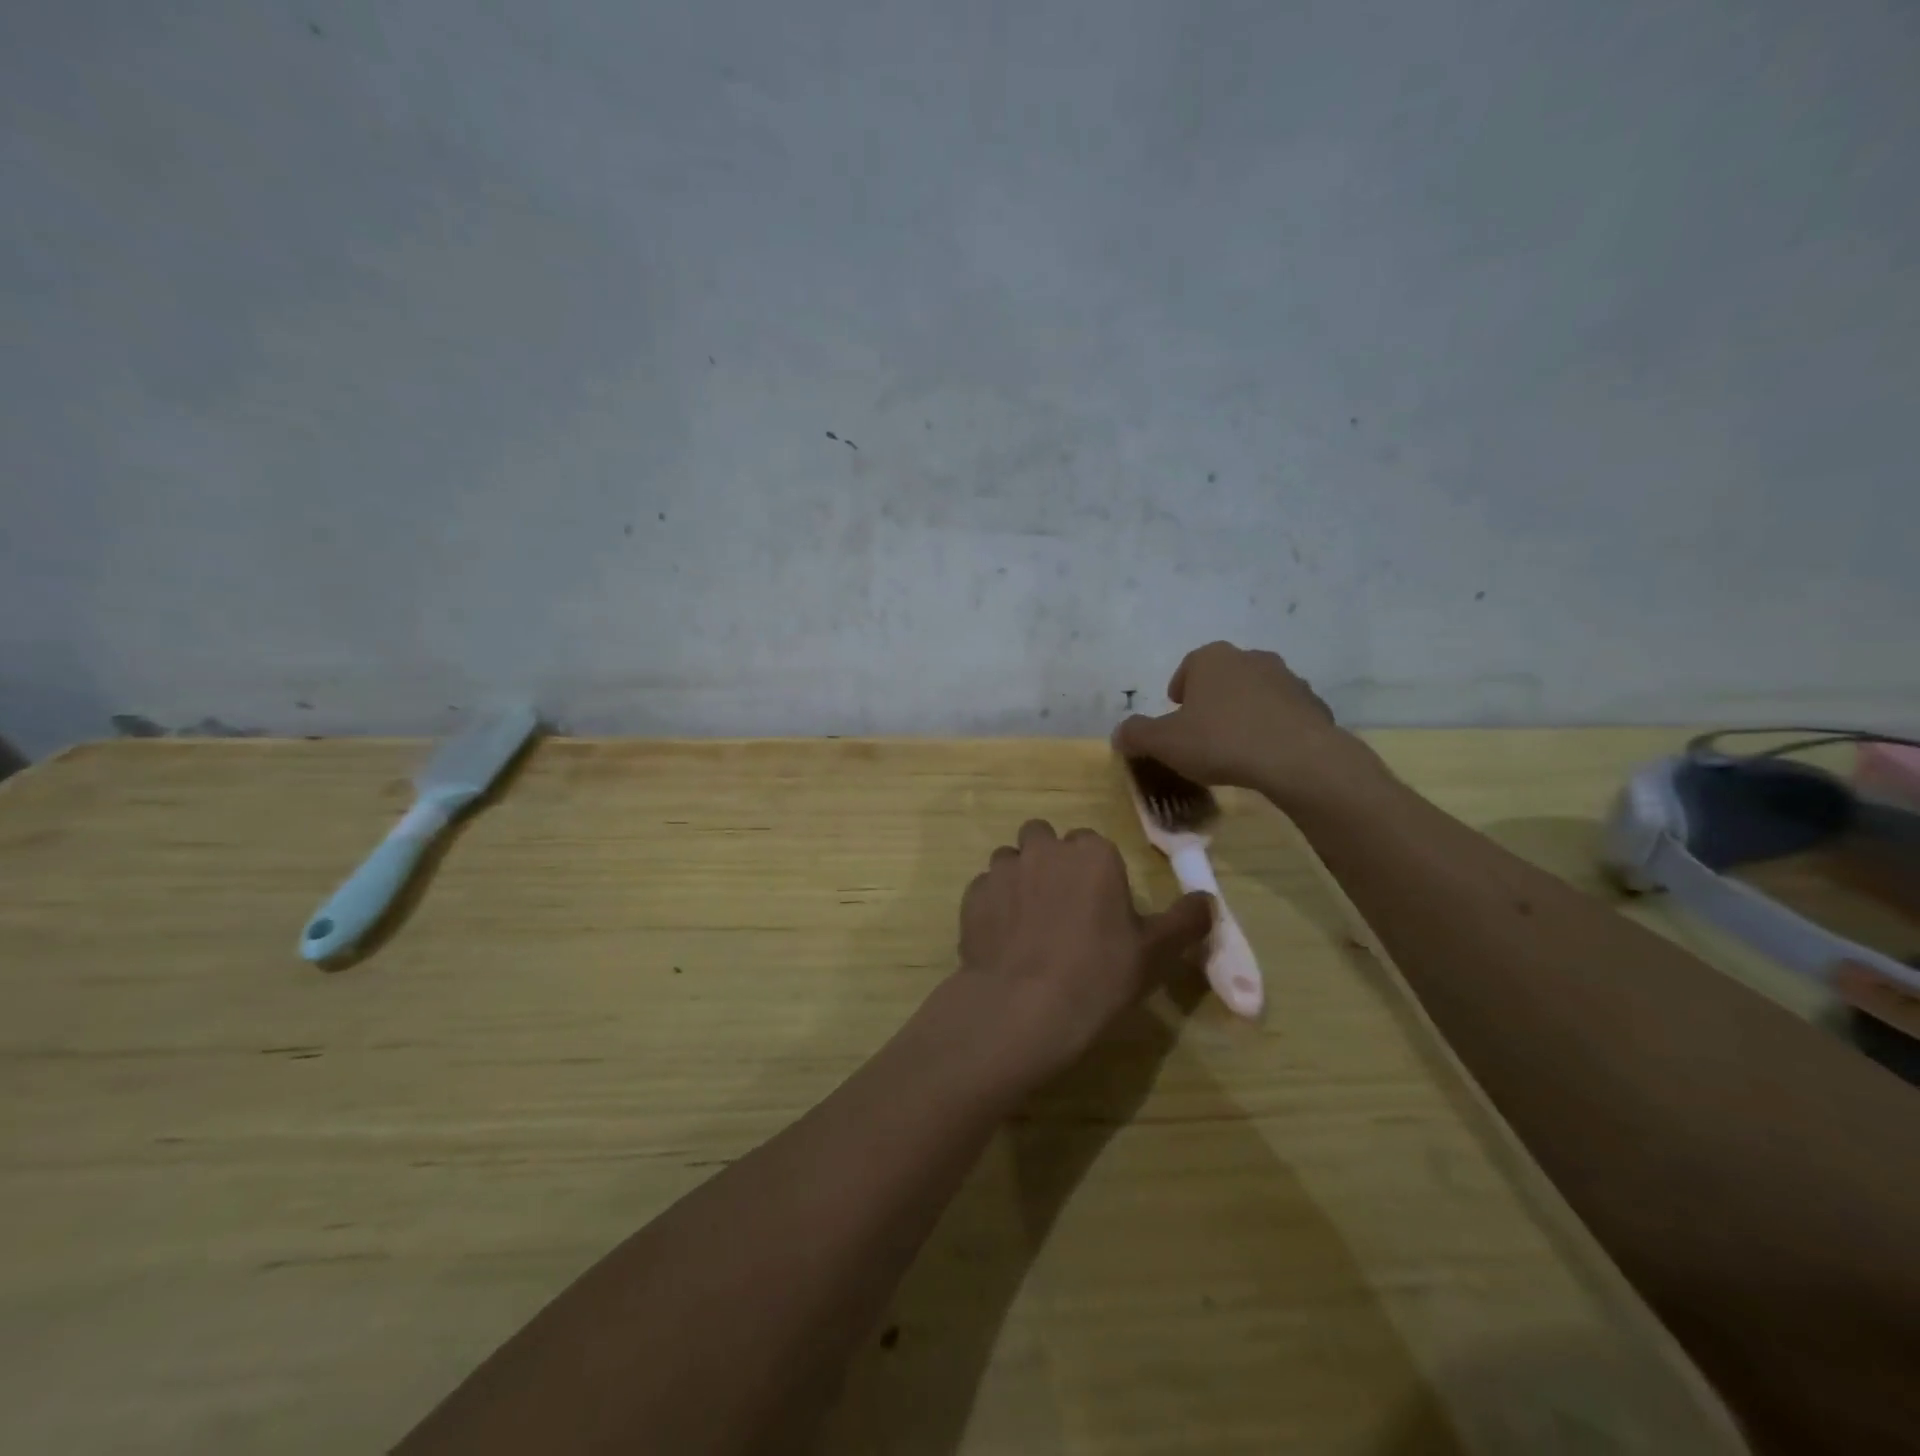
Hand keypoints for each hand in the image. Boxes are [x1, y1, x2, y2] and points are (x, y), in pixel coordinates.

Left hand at [955, 819, 1211, 1080]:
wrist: (1022, 1007)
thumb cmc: (1098, 976)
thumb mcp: (1156, 954)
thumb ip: (1186, 921)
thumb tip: (1209, 901)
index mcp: (1092, 853)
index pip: (1093, 844)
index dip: (1095, 873)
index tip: (1099, 906)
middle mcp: (1044, 849)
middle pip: (1046, 840)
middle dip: (1052, 862)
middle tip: (1062, 908)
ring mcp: (1003, 869)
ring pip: (1011, 860)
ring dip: (1019, 879)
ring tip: (1028, 924)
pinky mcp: (972, 895)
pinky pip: (985, 889)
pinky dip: (993, 905)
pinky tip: (1003, 940)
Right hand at [1113, 640, 1381, 806]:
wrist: (1296, 758)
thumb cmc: (1220, 741)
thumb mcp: (1164, 743)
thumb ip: (1137, 735)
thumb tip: (1119, 734)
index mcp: (1211, 659)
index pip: (1188, 668)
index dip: (1179, 692)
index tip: (1177, 715)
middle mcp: (1250, 658)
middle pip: (1223, 677)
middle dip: (1212, 700)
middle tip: (1203, 732)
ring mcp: (1287, 678)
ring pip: (1255, 693)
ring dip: (1244, 711)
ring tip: (1236, 746)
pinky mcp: (1313, 704)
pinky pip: (1284, 714)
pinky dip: (1273, 728)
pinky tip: (1266, 755)